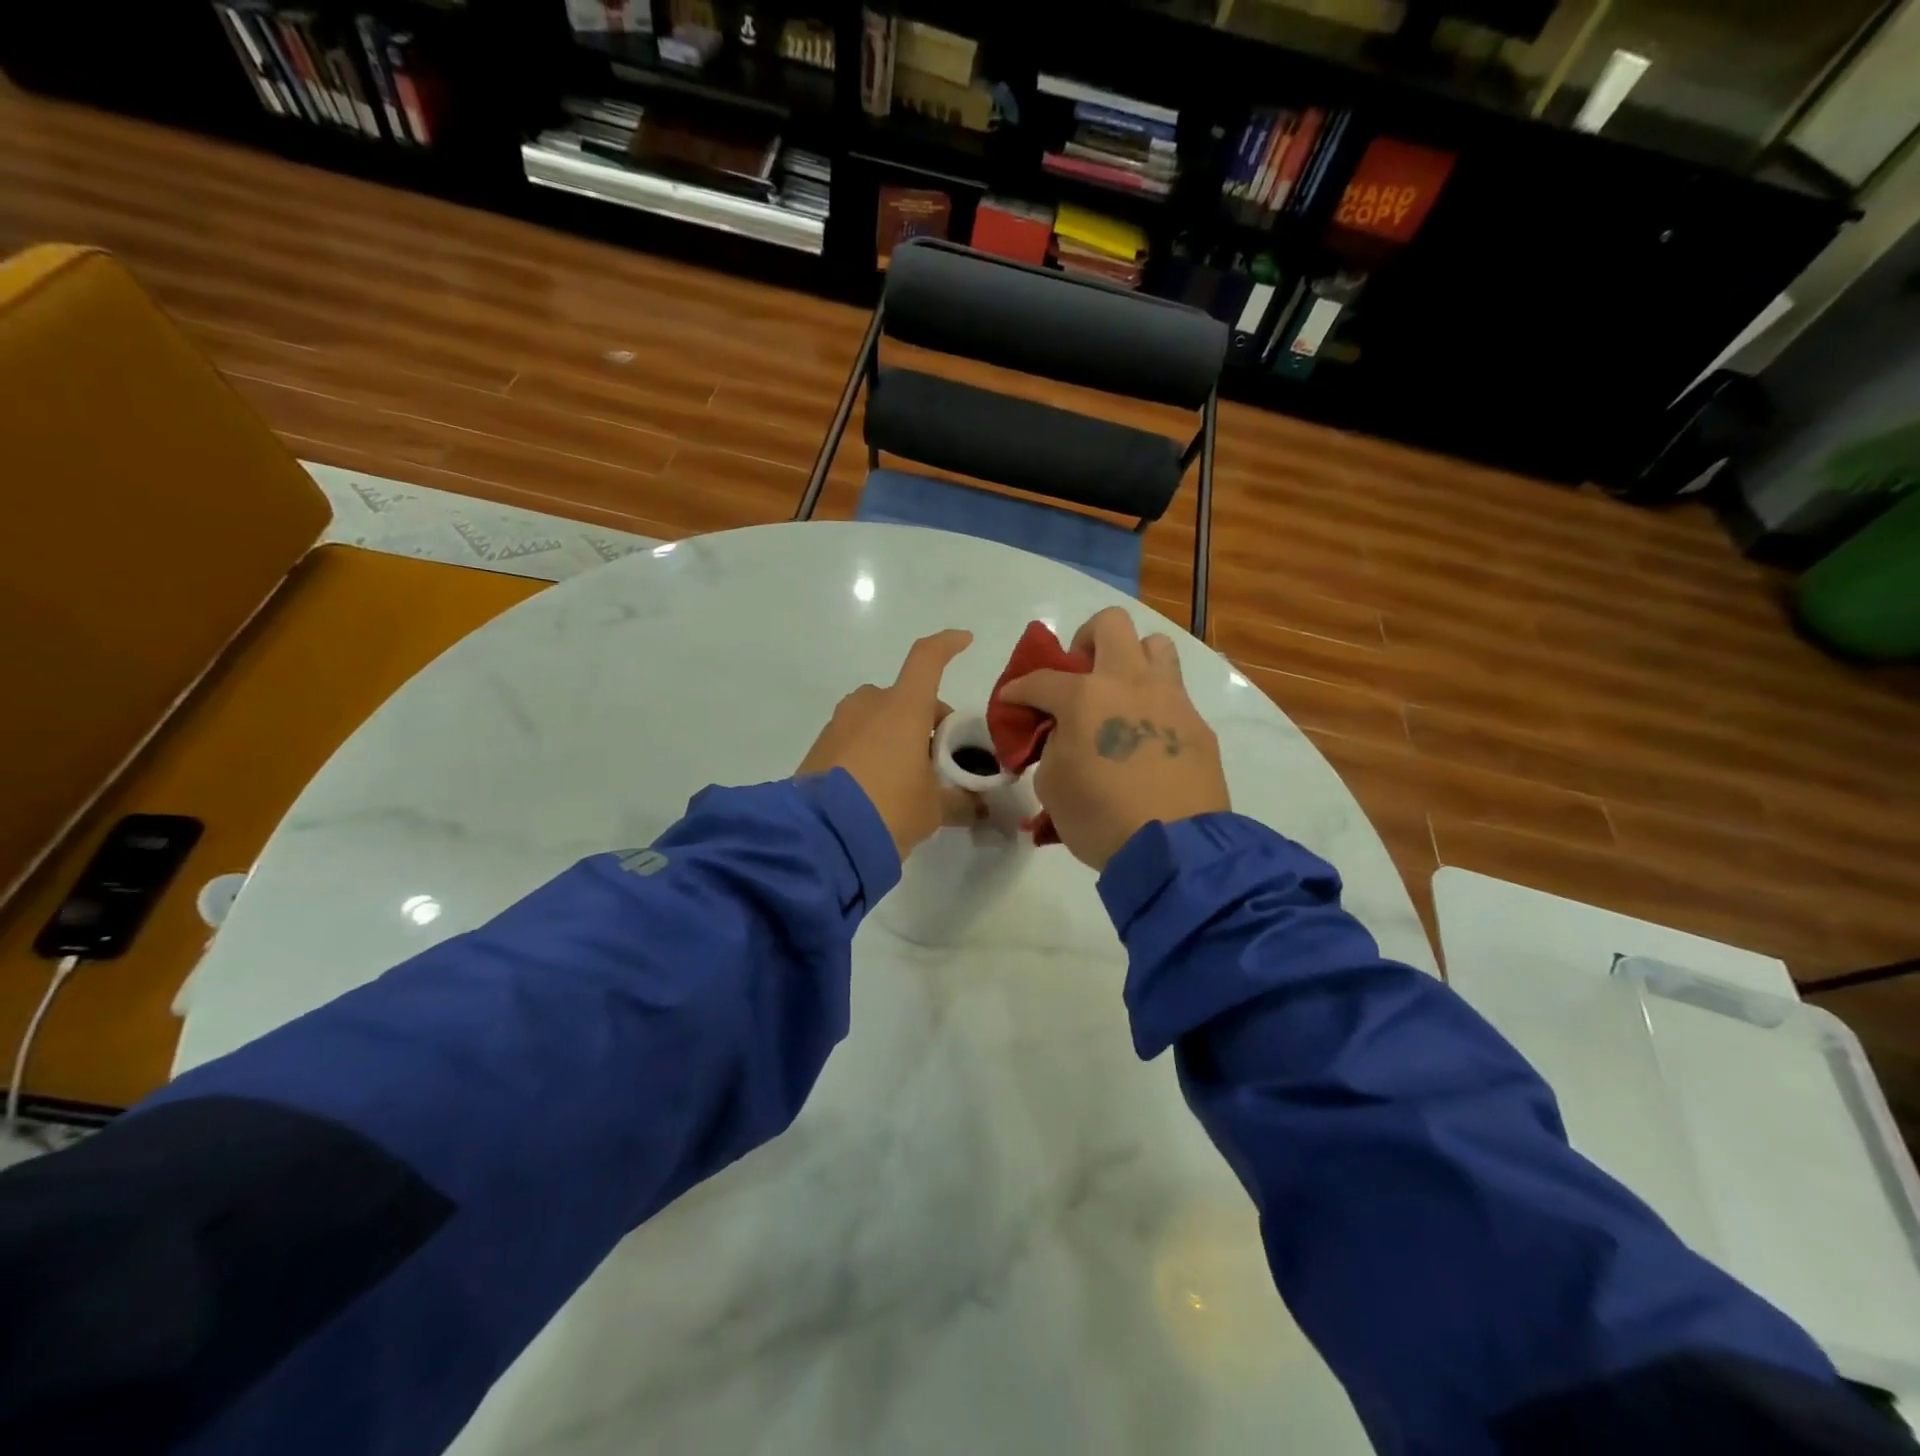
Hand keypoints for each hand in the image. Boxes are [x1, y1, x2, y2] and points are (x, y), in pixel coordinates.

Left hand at [797, 629, 984, 859]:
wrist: (820, 837)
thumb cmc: (889, 809)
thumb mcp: (934, 809)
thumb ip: (961, 801)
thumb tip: (981, 808)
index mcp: (903, 708)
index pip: (927, 659)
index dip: (947, 646)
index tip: (964, 640)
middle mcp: (868, 705)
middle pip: (905, 696)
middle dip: (925, 718)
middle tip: (940, 755)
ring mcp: (839, 724)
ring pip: (877, 716)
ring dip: (896, 733)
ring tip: (907, 774)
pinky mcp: (819, 748)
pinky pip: (854, 737)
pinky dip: (871, 749)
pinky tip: (878, 786)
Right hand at [1000, 608, 1229, 870]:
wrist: (1173, 850)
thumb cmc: (1100, 818)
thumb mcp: (1052, 785)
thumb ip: (1052, 747)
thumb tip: (1063, 735)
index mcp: (1085, 696)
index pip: (1041, 679)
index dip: (1019, 689)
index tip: (1012, 701)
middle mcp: (1130, 683)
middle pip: (1109, 624)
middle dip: (1085, 642)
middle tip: (1077, 676)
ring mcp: (1170, 699)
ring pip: (1154, 646)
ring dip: (1131, 660)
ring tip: (1119, 694)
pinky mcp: (1198, 724)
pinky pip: (1174, 694)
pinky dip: (1153, 703)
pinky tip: (1145, 737)